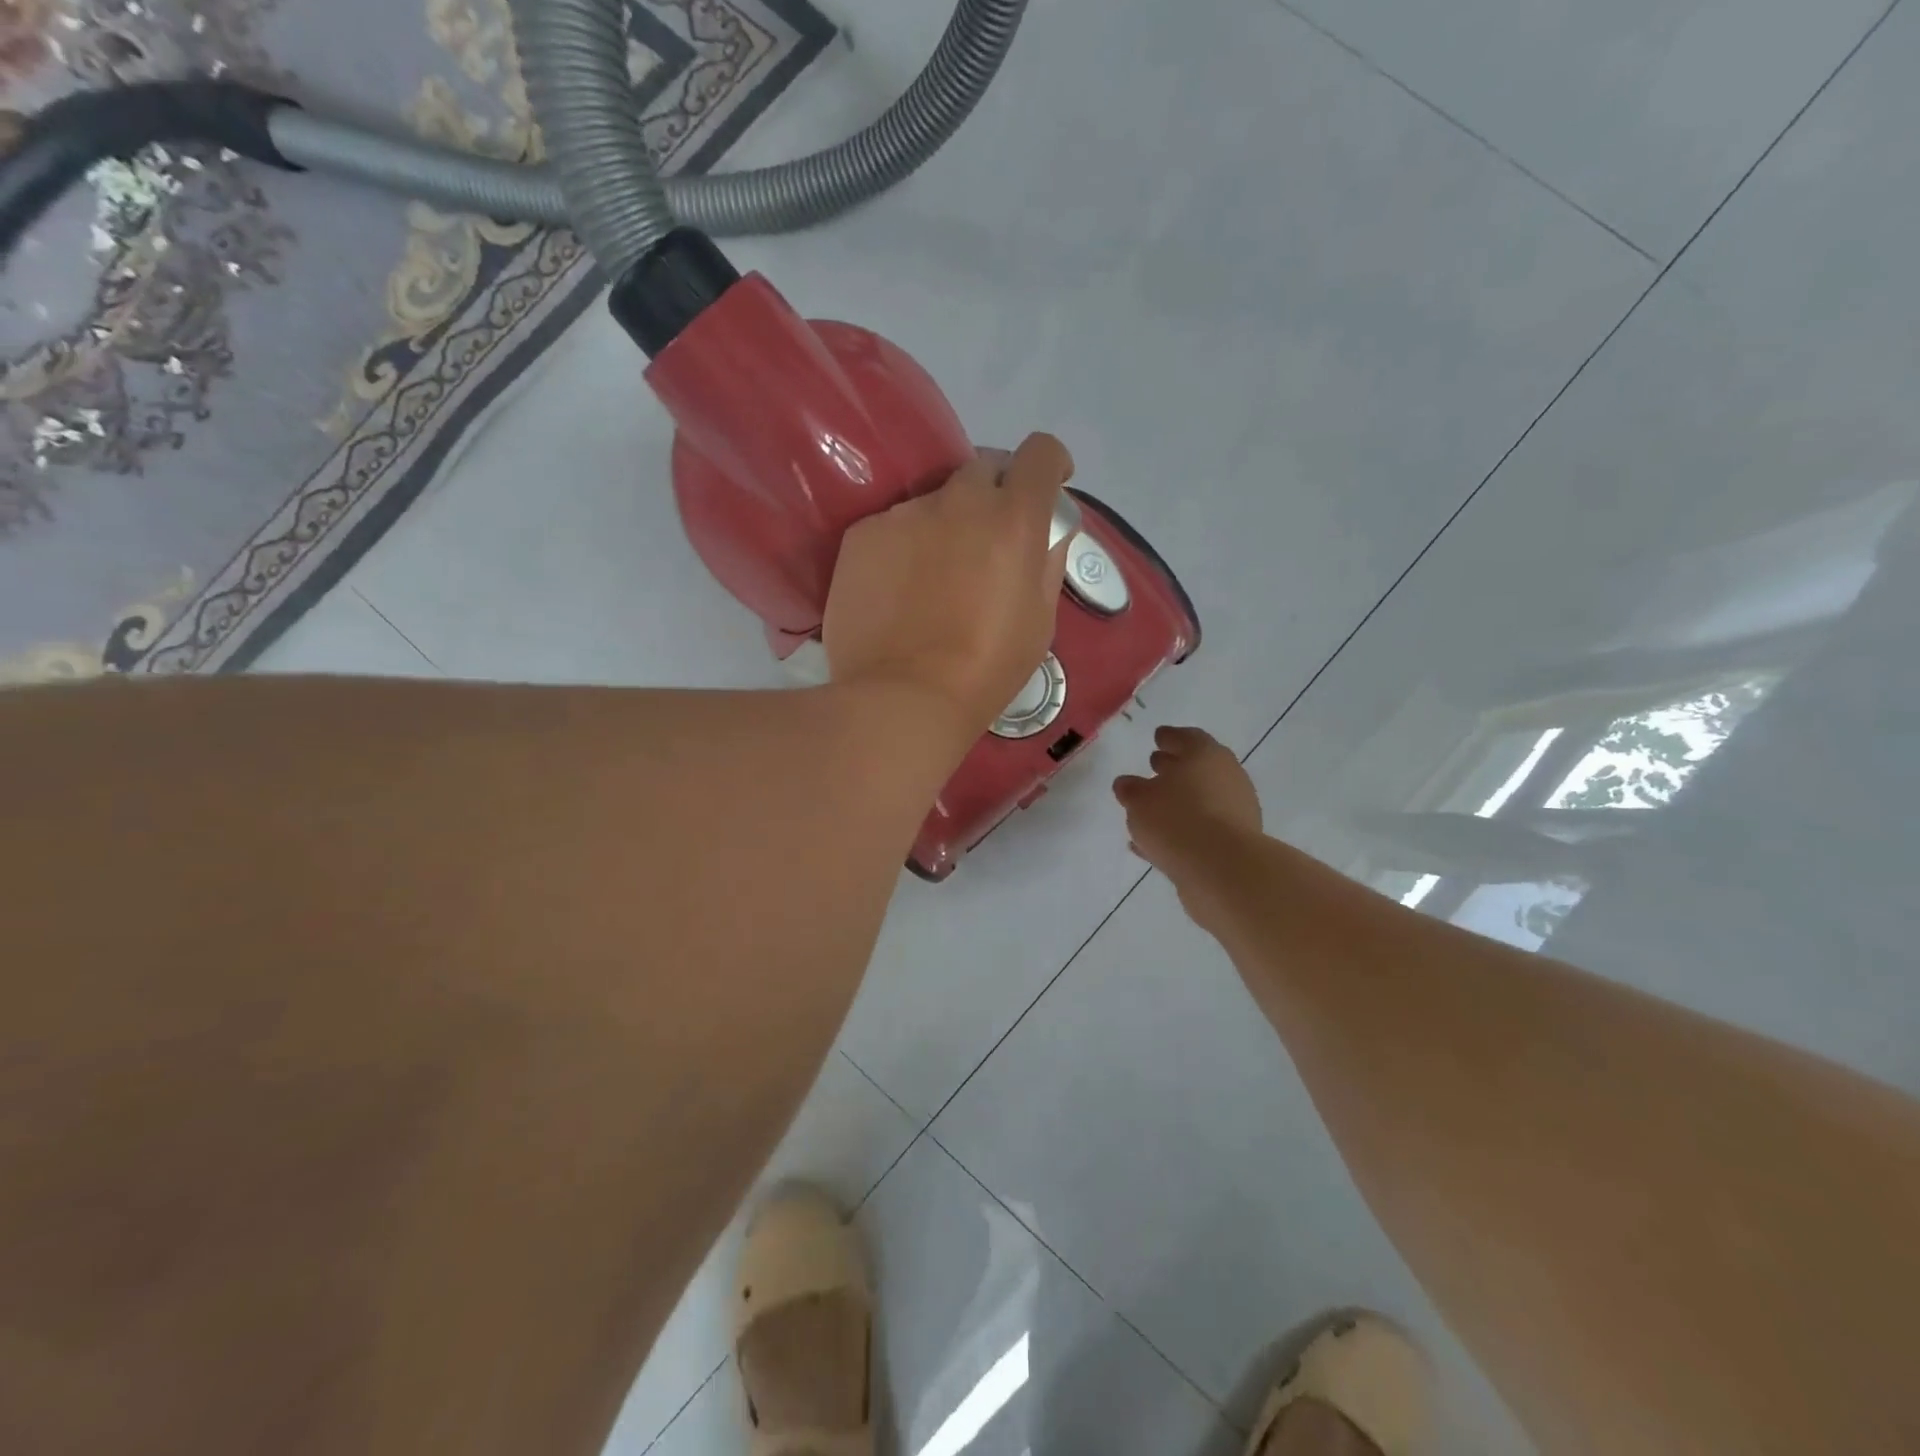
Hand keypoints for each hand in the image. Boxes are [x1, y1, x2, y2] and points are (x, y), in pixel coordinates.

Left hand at [824, 433, 1072, 738]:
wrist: (902, 699)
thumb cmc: (985, 669)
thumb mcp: (1040, 622)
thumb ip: (1046, 563)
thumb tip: (1046, 533)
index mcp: (1013, 519)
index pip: (1040, 453)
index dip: (1049, 464)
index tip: (1048, 486)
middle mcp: (958, 500)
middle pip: (982, 469)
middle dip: (994, 494)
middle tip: (987, 540)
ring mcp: (904, 514)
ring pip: (932, 502)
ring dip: (943, 525)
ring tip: (932, 579)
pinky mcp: (862, 534)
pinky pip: (892, 527)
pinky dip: (902, 547)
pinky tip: (896, 592)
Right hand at [1114, 726, 1263, 888]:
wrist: (1223, 870)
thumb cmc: (1177, 820)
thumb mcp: (1139, 800)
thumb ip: (1130, 789)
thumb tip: (1127, 784)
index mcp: (1205, 755)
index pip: (1186, 737)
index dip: (1169, 737)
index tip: (1157, 738)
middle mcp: (1227, 777)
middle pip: (1198, 766)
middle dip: (1175, 766)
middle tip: (1154, 766)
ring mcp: (1235, 810)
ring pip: (1201, 799)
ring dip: (1180, 801)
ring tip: (1152, 809)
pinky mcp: (1235, 842)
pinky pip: (1202, 829)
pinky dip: (1182, 830)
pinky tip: (1157, 843)